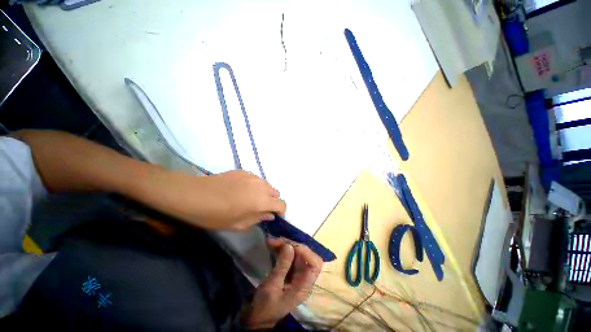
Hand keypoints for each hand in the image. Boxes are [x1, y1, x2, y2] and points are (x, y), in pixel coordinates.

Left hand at [150, 170, 285, 230]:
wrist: (195, 194)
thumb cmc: (215, 215)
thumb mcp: (238, 224)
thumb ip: (258, 219)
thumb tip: (269, 215)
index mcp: (262, 201)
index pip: (282, 204)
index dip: (281, 212)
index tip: (274, 216)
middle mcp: (261, 186)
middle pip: (276, 193)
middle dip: (272, 202)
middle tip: (260, 209)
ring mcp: (253, 177)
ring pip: (266, 185)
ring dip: (264, 193)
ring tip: (250, 199)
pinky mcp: (244, 171)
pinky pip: (256, 179)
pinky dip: (255, 186)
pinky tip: (241, 190)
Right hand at [246, 238, 322, 328]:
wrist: (256, 319)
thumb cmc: (265, 307)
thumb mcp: (272, 287)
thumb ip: (282, 266)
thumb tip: (289, 246)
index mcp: (304, 285)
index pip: (315, 264)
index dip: (306, 252)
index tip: (290, 246)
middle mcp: (303, 277)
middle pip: (304, 255)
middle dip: (292, 245)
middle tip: (277, 241)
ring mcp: (295, 274)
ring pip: (296, 254)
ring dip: (285, 245)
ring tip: (272, 241)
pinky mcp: (288, 271)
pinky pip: (288, 256)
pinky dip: (281, 249)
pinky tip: (273, 246)